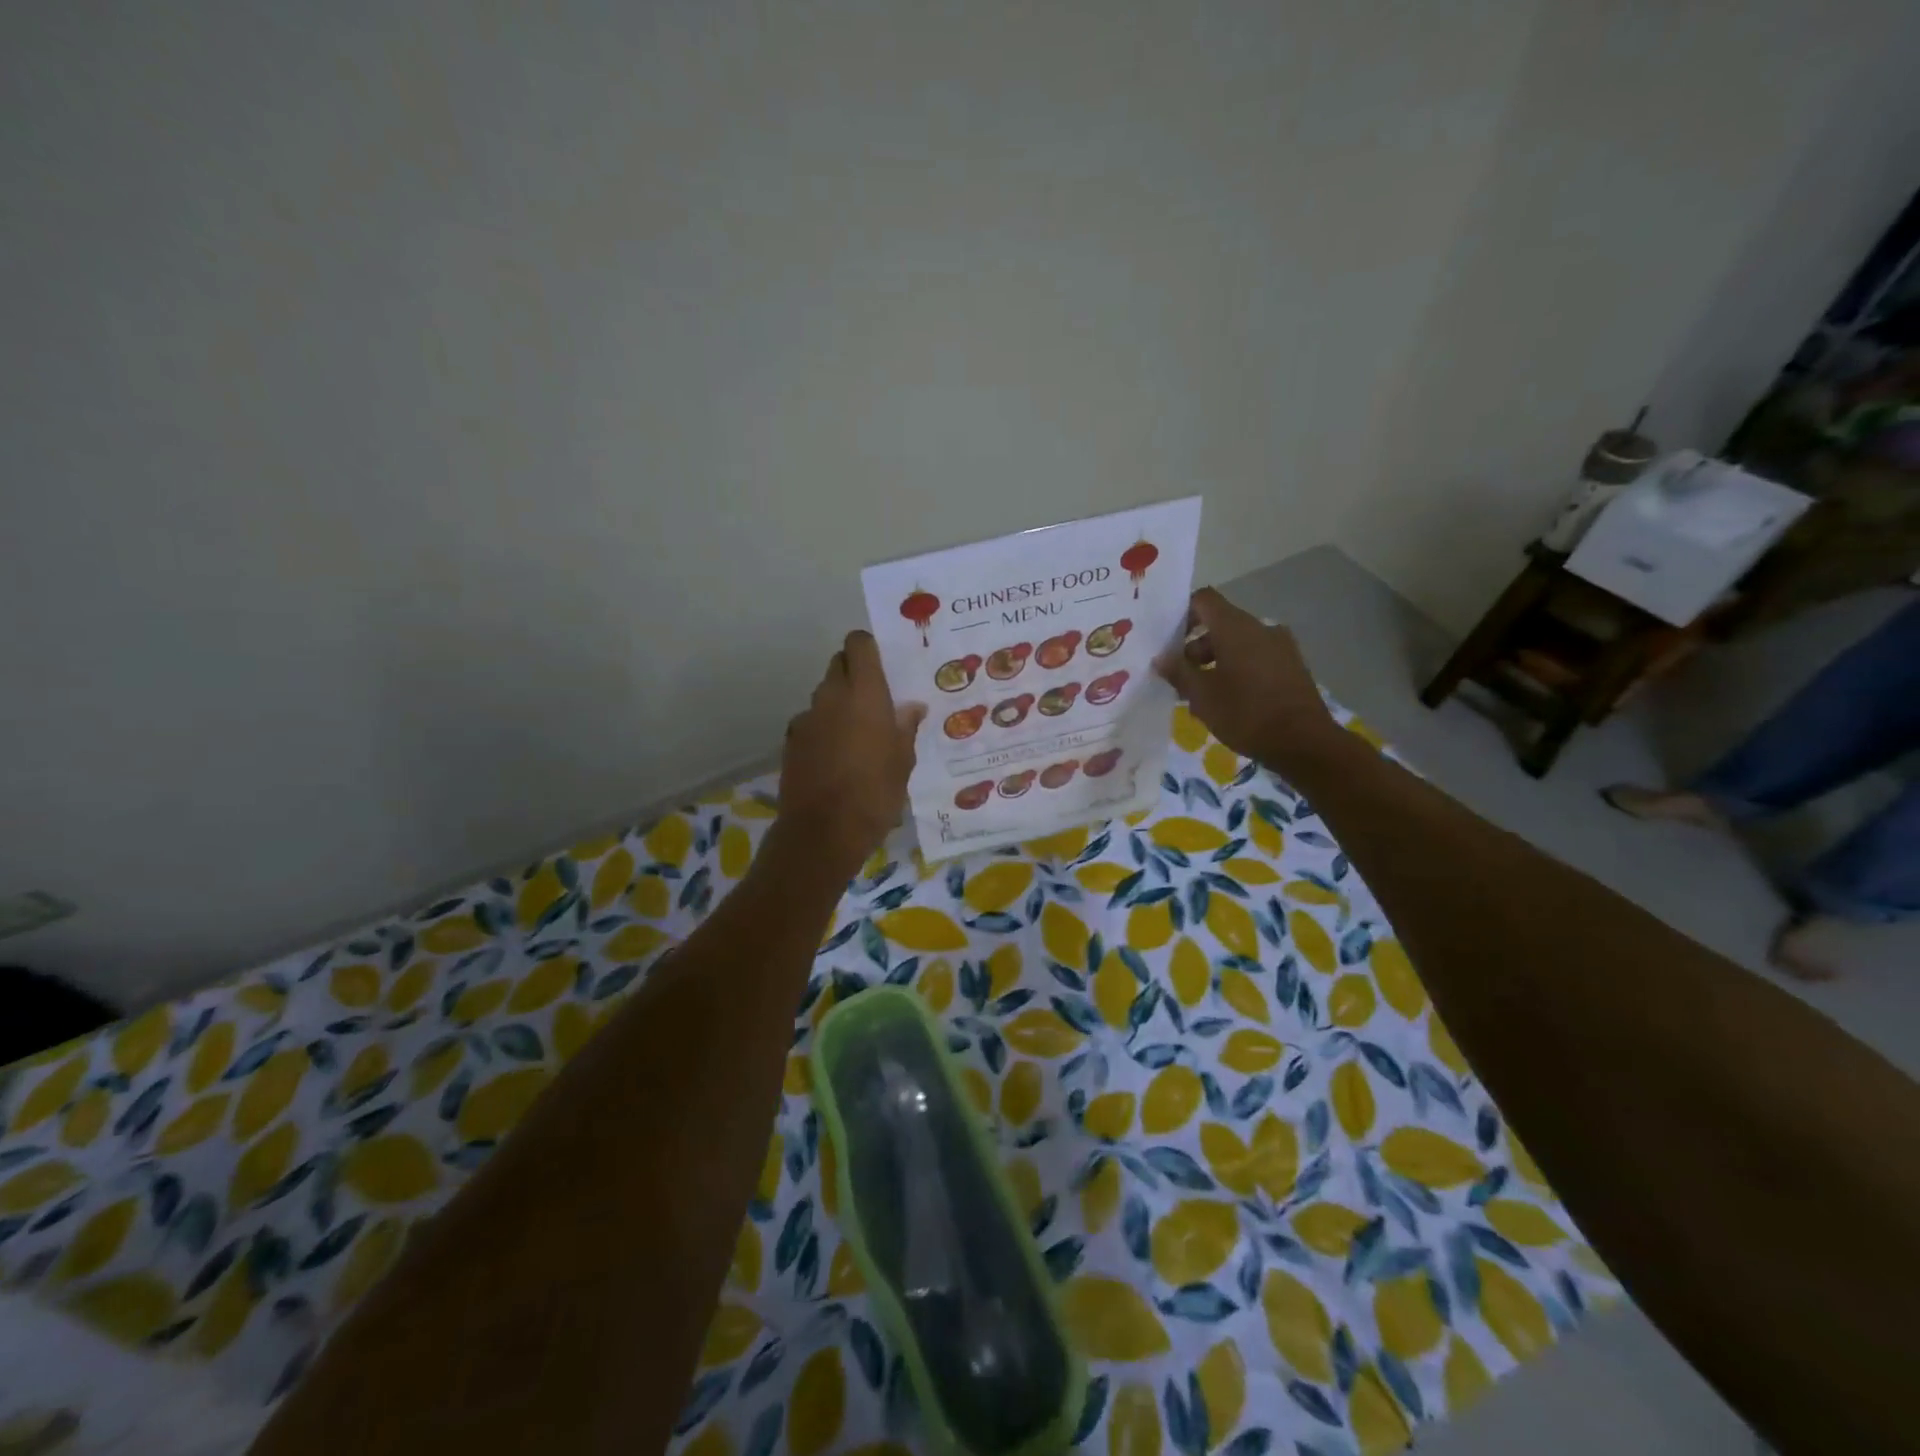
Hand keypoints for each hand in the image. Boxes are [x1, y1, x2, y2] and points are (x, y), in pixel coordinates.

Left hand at [773, 631, 924, 878]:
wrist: (823, 833)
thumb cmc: (875, 793)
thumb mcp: (903, 762)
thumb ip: (906, 727)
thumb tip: (911, 707)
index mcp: (864, 693)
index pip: (858, 644)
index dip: (869, 648)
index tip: (884, 665)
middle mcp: (831, 696)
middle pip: (839, 665)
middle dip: (856, 674)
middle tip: (876, 699)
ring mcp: (806, 718)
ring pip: (824, 695)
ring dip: (839, 703)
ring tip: (858, 734)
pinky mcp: (791, 742)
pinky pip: (811, 722)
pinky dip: (823, 729)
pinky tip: (835, 758)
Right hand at [1155, 588, 1340, 770]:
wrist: (1304, 742)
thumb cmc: (1245, 713)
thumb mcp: (1202, 696)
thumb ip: (1179, 672)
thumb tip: (1161, 657)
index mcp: (1235, 628)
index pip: (1204, 600)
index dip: (1182, 613)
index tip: (1167, 639)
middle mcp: (1260, 628)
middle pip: (1220, 624)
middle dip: (1196, 646)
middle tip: (1180, 676)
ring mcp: (1281, 647)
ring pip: (1238, 643)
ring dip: (1216, 660)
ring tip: (1202, 694)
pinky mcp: (1292, 666)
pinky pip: (1256, 658)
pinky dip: (1237, 669)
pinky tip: (1229, 699)